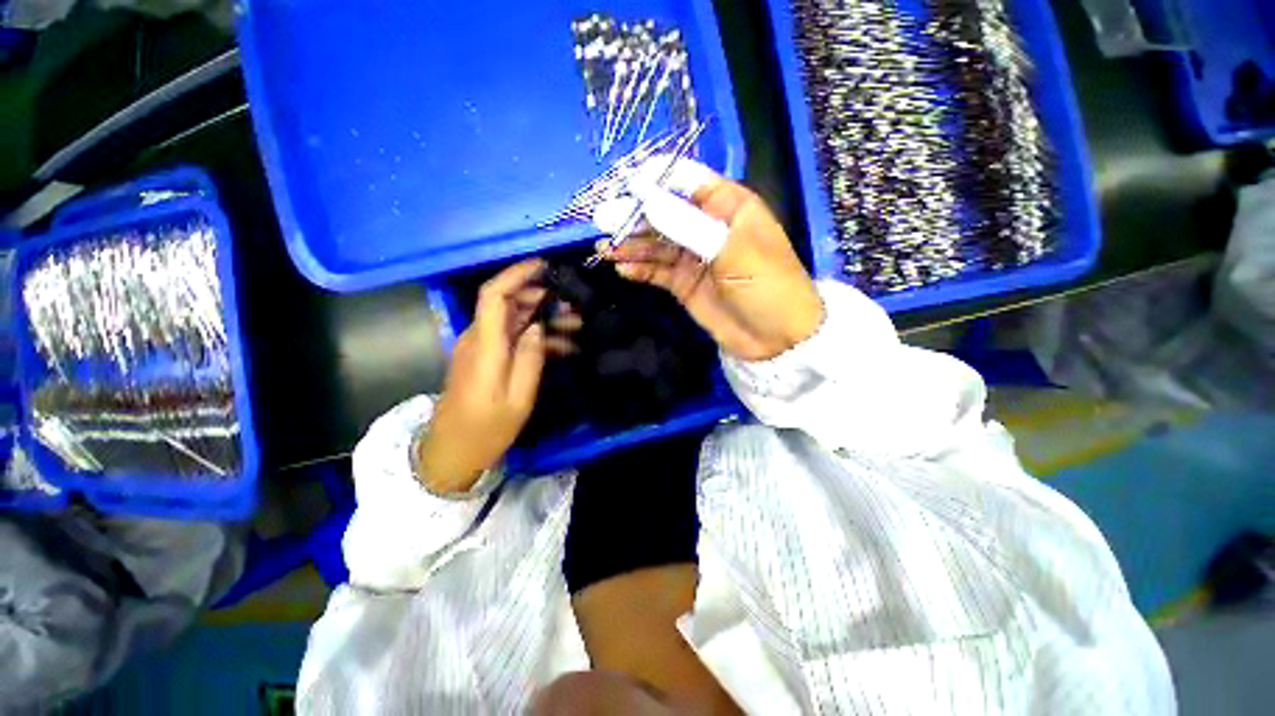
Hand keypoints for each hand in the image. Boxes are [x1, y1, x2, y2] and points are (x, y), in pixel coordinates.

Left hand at [415, 259, 578, 492]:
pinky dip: (536, 335)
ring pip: (513, 319)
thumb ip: (530, 359)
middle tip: (574, 307)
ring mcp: (481, 348)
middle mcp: (479, 338)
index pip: (494, 295)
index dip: (517, 274)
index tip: (544, 265)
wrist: (452, 451)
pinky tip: (561, 344)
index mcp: (485, 346)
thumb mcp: (517, 398)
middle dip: (541, 297)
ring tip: (575, 325)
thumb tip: (539, 326)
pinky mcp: (486, 358)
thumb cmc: (486, 429)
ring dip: (543, 316)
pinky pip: (512, 336)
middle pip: (507, 303)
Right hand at [602, 171, 822, 360]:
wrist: (777, 340)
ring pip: (656, 244)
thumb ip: (689, 226)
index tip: (625, 185)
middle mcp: (706, 227)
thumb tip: (646, 198)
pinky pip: (657, 271)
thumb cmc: (767, 287)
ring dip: (631, 244)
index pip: (687, 181)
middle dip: (634, 215)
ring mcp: (693, 257)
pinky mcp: (684, 283)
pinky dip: (640, 269)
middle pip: (664, 212)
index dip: (656, 180)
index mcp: (728, 206)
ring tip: (606, 248)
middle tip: (603, 220)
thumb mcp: (734, 252)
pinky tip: (622, 269)